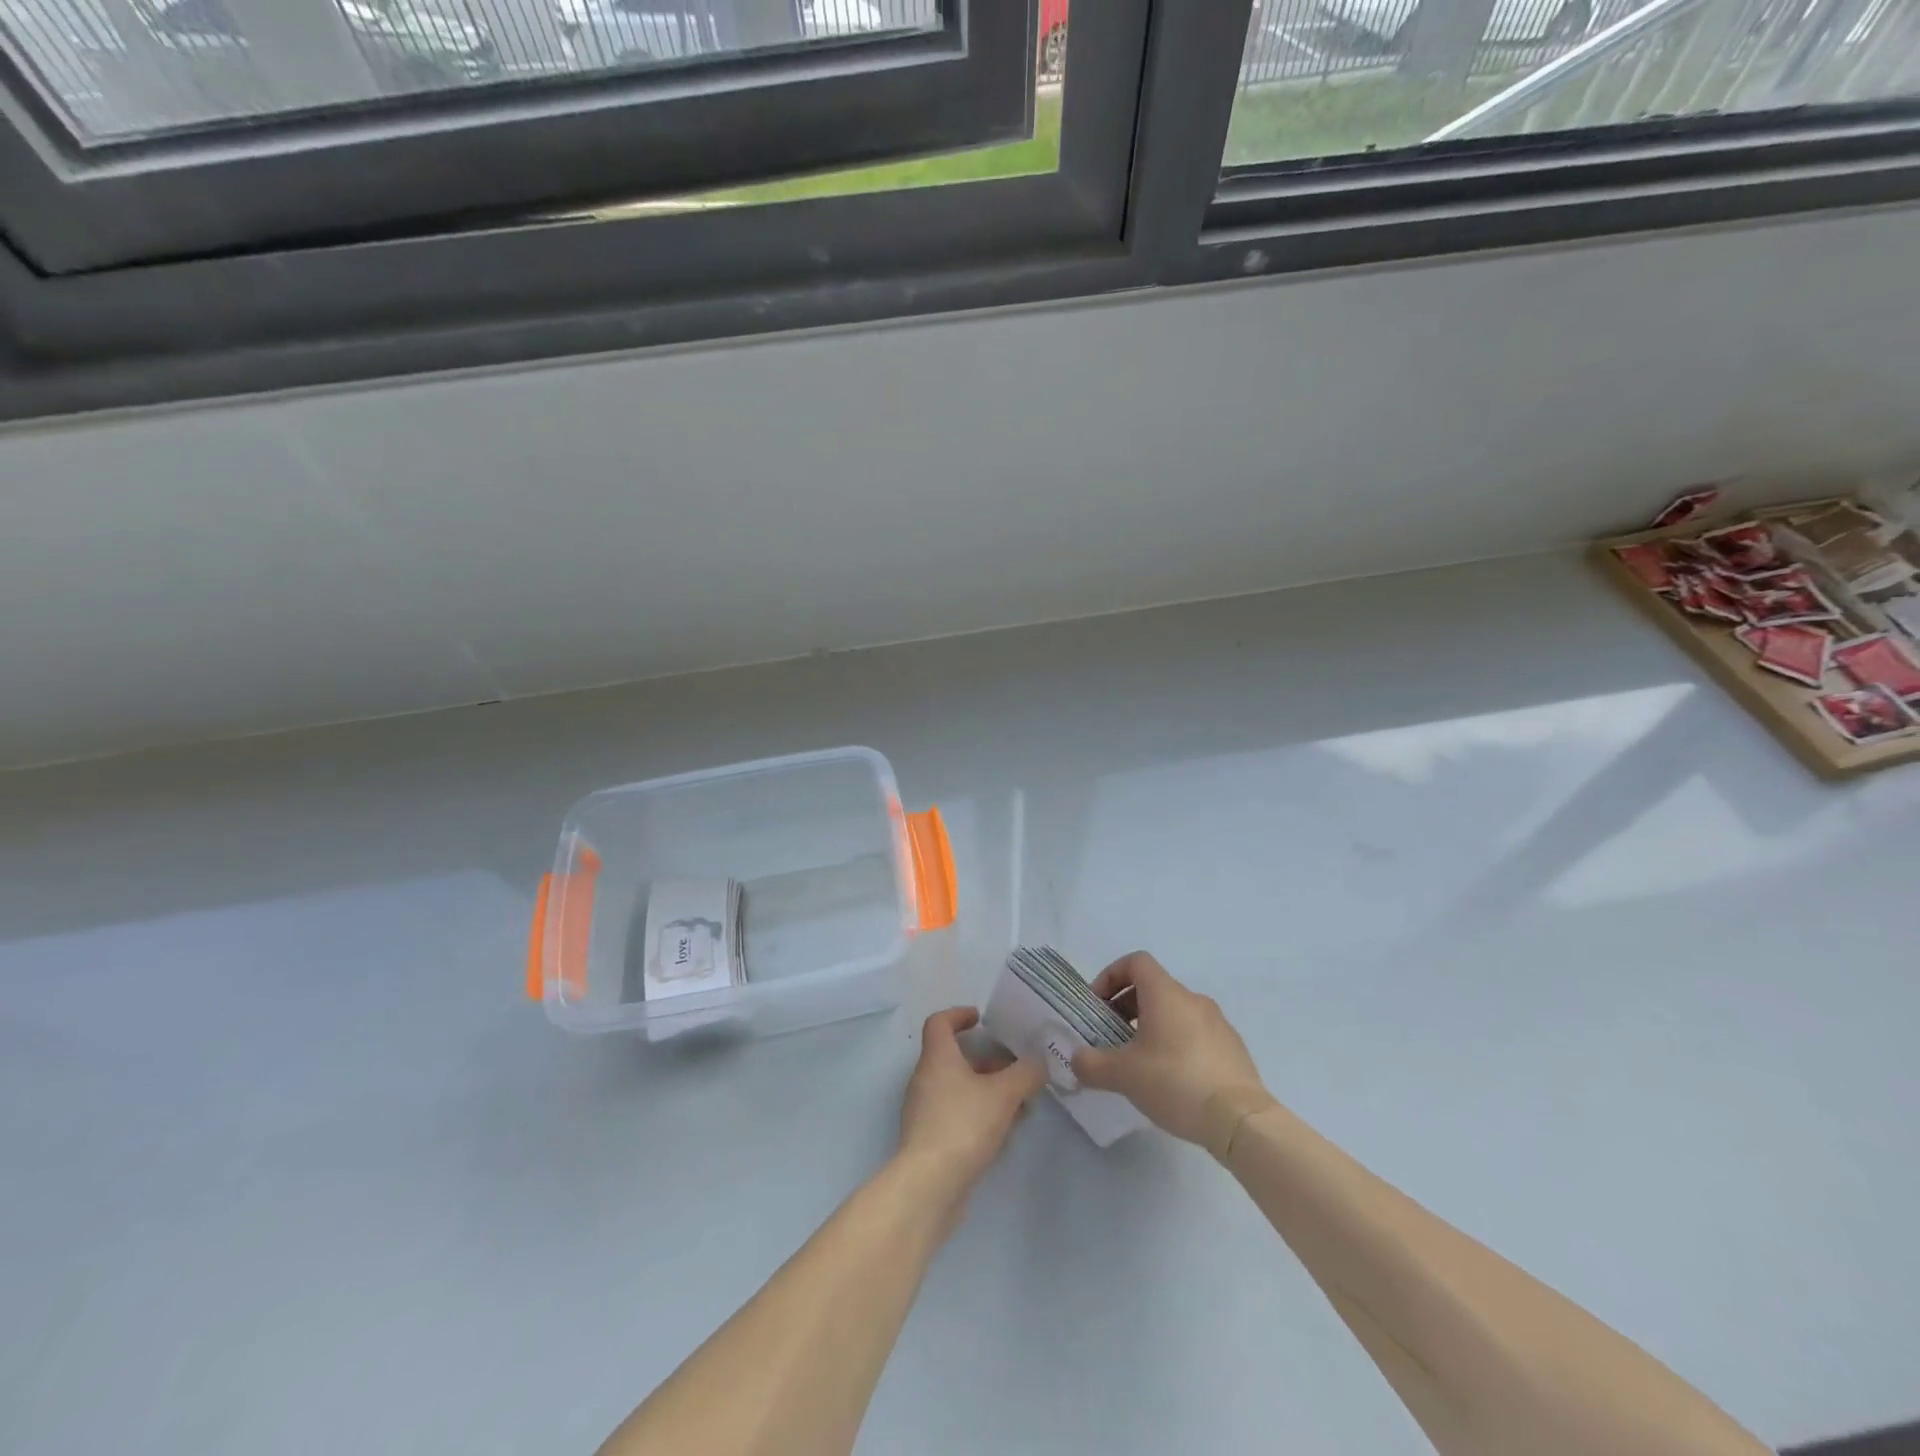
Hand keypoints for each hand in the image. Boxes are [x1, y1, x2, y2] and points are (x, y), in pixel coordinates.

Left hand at [897, 1008, 1046, 1201]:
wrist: (929, 1185)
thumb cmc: (963, 1125)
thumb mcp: (1003, 1094)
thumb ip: (1025, 1074)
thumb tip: (1038, 1063)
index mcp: (937, 1058)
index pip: (939, 1022)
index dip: (958, 1014)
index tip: (981, 1018)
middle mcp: (926, 1079)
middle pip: (955, 1058)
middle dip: (988, 1061)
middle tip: (1016, 1068)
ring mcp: (925, 1111)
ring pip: (960, 1089)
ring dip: (988, 1091)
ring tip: (1021, 1105)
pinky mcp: (930, 1139)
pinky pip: (958, 1115)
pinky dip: (980, 1115)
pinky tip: (1005, 1133)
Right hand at [1072, 952, 1266, 1145]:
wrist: (1240, 1120)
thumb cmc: (1175, 1082)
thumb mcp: (1123, 1075)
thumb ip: (1092, 1064)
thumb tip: (1076, 1060)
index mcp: (1166, 994)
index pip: (1135, 962)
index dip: (1111, 976)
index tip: (1097, 1005)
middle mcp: (1193, 999)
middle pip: (1153, 988)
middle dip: (1126, 1007)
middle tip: (1112, 1038)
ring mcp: (1217, 1023)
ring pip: (1175, 1012)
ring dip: (1151, 1027)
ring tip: (1140, 1063)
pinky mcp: (1232, 1048)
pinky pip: (1195, 1034)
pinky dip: (1176, 1044)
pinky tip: (1171, 1080)